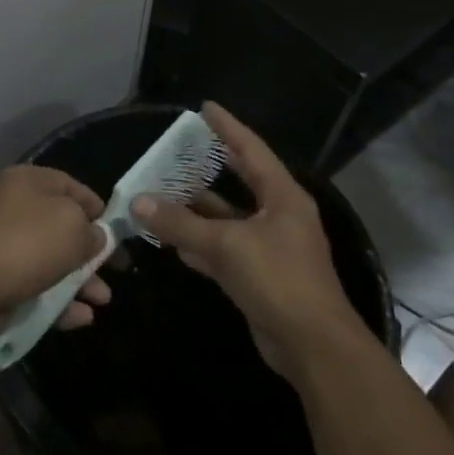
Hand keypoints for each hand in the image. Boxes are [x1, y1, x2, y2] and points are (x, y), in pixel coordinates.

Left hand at [0, 165, 111, 340]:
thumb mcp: (73, 227)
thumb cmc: (27, 243)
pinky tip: (82, 317)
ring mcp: (5, 245)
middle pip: (62, 226)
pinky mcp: (0, 279)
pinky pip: (38, 288)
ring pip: (53, 260)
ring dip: (81, 280)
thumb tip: (96, 237)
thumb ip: (92, 231)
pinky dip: (61, 301)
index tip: (118, 230)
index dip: (97, 207)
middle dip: (91, 251)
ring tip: (102, 300)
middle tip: (116, 269)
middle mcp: (15, 208)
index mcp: (29, 182)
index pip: (71, 185)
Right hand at [131, 103, 363, 375]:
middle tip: (181, 148)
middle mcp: (279, 216)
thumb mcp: (226, 246)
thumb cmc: (278, 280)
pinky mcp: (261, 276)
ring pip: (229, 219)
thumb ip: (181, 224)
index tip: (205, 107)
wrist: (313, 346)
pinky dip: (202, 244)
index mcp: (283, 197)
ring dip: (199, 210)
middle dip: (212, 165)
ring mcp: (271, 247)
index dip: (228, 127)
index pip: (251, 150)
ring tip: (164, 191)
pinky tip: (173, 241)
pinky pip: (226, 249)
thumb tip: (139, 202)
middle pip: (242, 181)